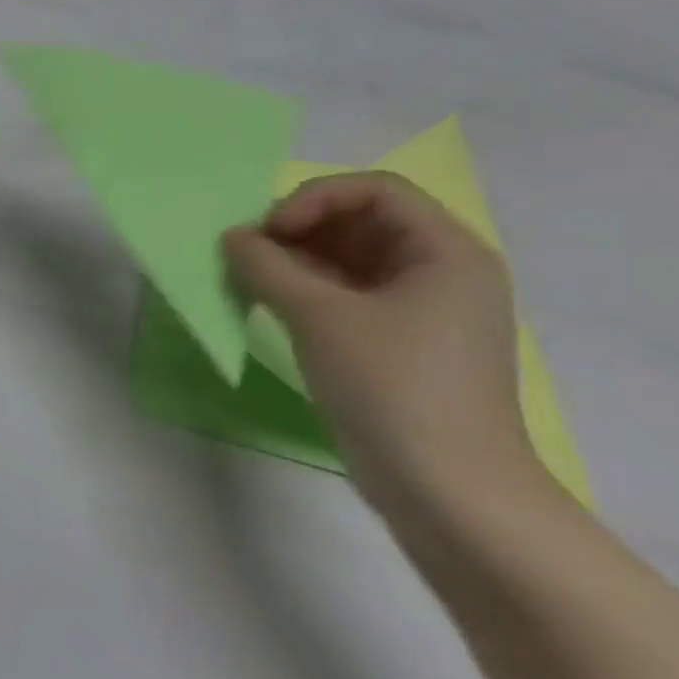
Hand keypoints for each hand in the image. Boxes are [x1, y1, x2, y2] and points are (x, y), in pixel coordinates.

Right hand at [222, 172, 540, 509]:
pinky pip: (345, 295)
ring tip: (248, 280)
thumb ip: (267, 267)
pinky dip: (304, 291)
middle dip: (298, 229)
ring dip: (294, 260)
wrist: (446, 488)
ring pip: (347, 259)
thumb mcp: (320, 317)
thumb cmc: (393, 386)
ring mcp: (420, 310)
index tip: (269, 231)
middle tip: (248, 254)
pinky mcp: (396, 342)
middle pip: (360, 222)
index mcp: (446, 252)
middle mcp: (440, 272)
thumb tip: (232, 237)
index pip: (375, 191)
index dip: (314, 199)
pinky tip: (267, 305)